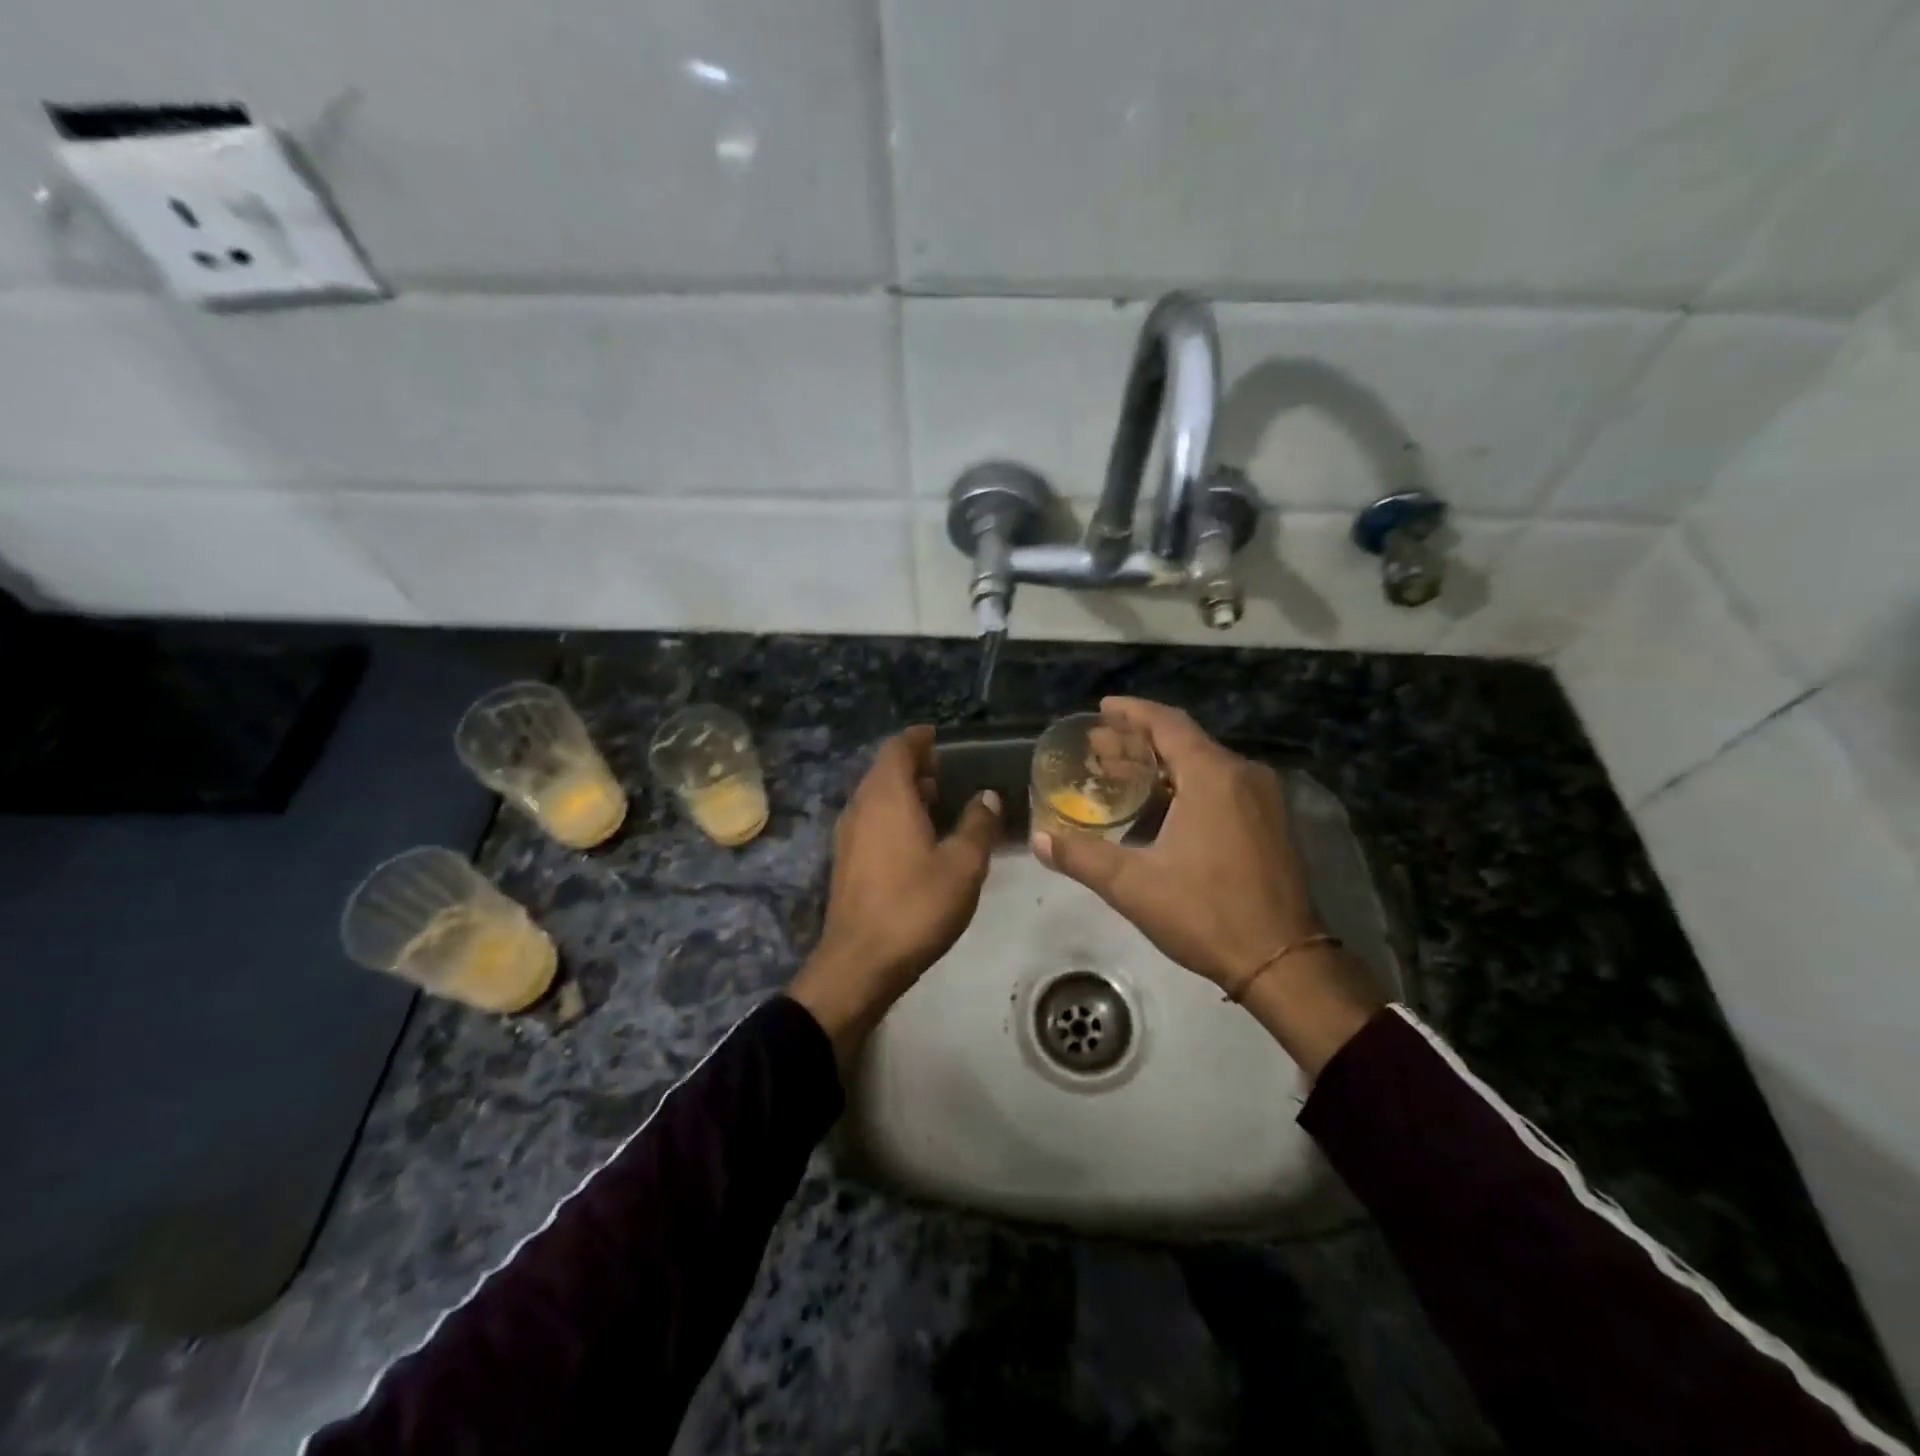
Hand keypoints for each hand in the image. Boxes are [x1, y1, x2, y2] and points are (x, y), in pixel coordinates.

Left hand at [789, 726, 1001, 1067]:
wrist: (860, 963)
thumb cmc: (916, 906)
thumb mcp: (963, 865)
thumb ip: (979, 825)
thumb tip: (988, 796)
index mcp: (887, 796)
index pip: (898, 749)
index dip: (919, 739)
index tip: (939, 737)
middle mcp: (861, 807)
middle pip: (884, 771)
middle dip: (913, 766)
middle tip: (946, 771)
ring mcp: (847, 835)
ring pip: (875, 797)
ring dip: (903, 792)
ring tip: (937, 802)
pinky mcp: (845, 862)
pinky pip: (870, 820)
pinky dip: (892, 815)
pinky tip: (916, 839)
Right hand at [1032, 698, 1382, 1075]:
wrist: (1283, 961)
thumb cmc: (1206, 914)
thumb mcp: (1133, 886)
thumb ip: (1082, 856)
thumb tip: (1039, 839)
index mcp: (1212, 776)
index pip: (1167, 723)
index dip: (1132, 712)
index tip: (1102, 708)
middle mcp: (1243, 775)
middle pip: (1185, 740)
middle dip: (1140, 740)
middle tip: (1101, 747)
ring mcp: (1263, 798)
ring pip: (1205, 763)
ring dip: (1164, 763)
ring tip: (1124, 772)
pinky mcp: (1271, 821)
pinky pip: (1223, 783)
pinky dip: (1188, 782)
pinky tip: (1163, 803)